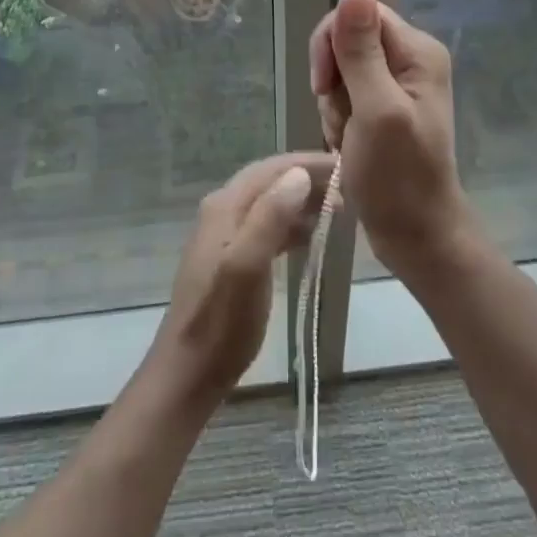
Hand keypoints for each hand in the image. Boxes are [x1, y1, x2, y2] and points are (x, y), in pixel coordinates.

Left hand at [148, 151, 335, 402]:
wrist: (188, 374)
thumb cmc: (221, 323)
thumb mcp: (247, 268)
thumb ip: (270, 218)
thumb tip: (299, 174)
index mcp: (225, 206)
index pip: (272, 168)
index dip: (309, 162)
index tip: (345, 165)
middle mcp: (223, 210)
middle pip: (271, 181)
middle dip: (309, 178)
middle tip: (349, 186)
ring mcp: (226, 233)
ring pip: (271, 202)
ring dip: (303, 200)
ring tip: (339, 208)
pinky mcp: (231, 256)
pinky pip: (268, 225)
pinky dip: (292, 224)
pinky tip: (313, 236)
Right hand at [308, 0, 470, 276]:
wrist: (415, 236)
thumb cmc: (398, 178)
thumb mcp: (376, 110)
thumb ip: (362, 52)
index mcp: (417, 51)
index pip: (360, 14)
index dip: (333, 42)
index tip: (324, 84)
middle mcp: (410, 58)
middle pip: (348, 40)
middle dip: (333, 79)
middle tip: (342, 118)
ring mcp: (397, 83)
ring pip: (341, 69)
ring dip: (333, 104)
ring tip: (348, 138)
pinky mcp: (383, 105)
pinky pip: (345, 93)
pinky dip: (338, 117)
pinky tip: (347, 143)